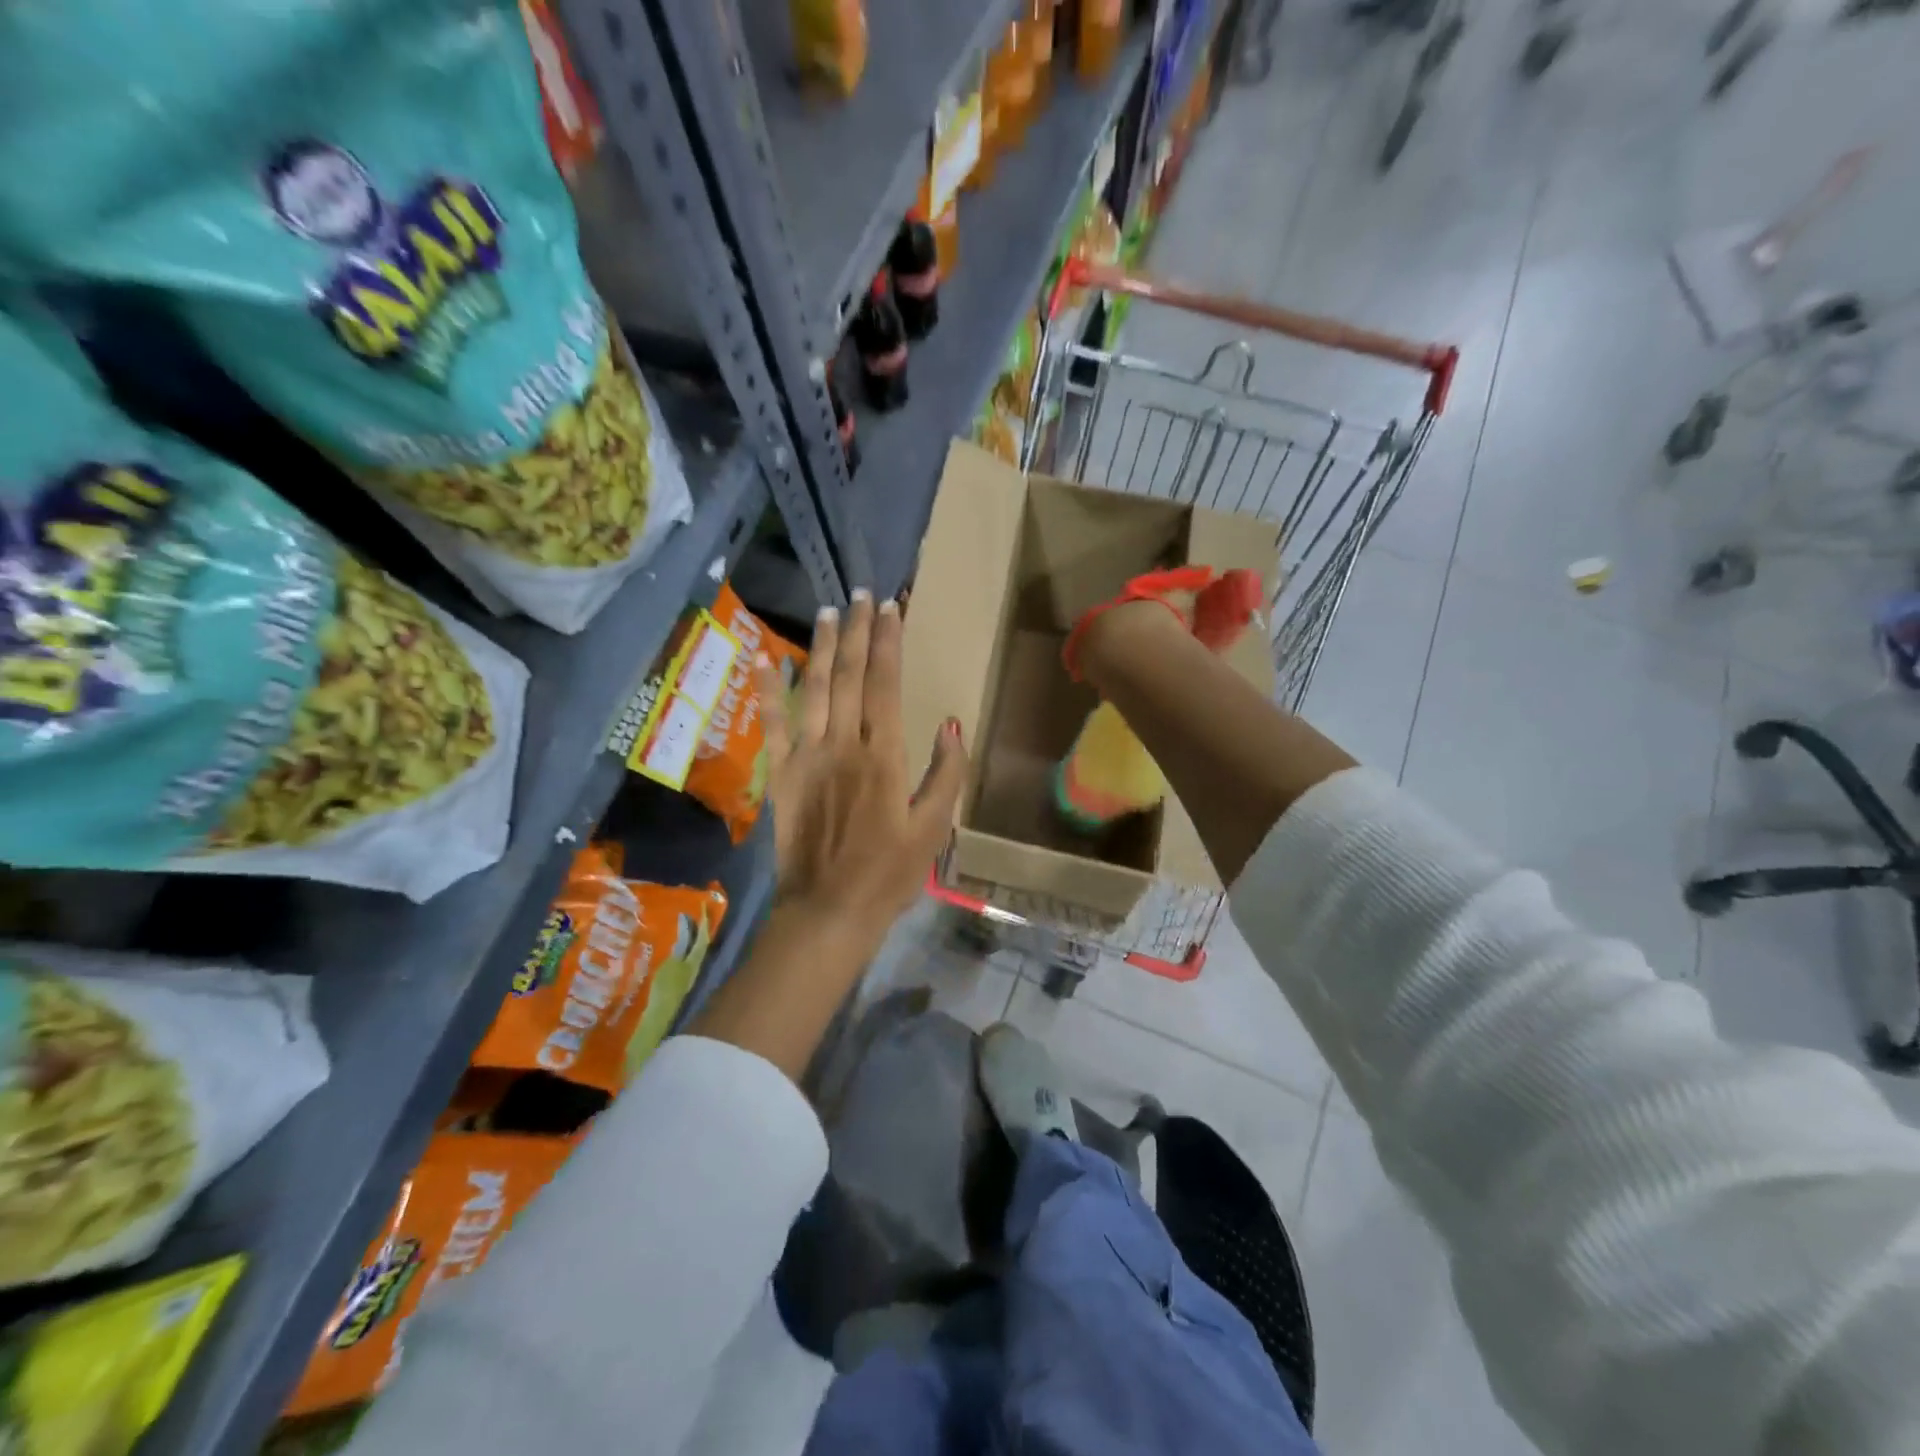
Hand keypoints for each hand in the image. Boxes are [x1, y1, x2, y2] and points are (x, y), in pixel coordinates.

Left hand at [754, 590, 967, 948]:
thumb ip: (946, 774)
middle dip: (857, 631)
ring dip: (820, 647)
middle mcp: (843, 745)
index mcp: (884, 755)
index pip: (885, 684)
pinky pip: (773, 725)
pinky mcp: (781, 774)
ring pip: (813, 690)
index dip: (888, 643)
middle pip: (848, 676)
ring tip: (828, 611)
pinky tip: (765, 660)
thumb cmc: (889, 873)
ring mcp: (806, 756)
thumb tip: (952, 724)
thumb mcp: (934, 829)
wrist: (829, 910)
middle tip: (861, 594)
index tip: (891, 609)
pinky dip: (767, 691)